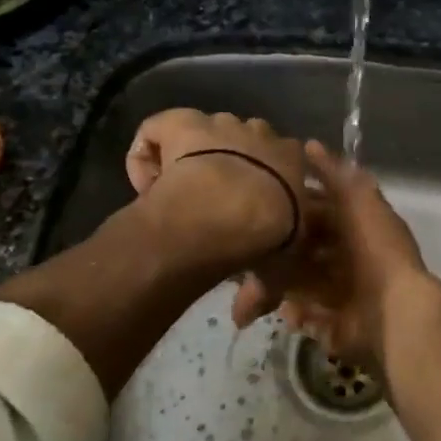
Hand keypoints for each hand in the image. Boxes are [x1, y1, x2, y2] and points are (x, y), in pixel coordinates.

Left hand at [125, 109, 314, 321]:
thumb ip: (263, 291)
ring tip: (180, 191)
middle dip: (232, 162)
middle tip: (216, 200)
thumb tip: (243, 318)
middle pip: (245, 139)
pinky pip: (158, 128)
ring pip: (204, 131)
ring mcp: (218, 124)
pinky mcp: (181, 122)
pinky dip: (149, 150)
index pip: (284, 159)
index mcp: (293, 158)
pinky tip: (147, 180)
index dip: (266, 183)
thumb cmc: (270, 236)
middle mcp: (259, 132)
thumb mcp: (280, 270)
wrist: (233, 209)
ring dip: (193, 155)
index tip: (253, 213)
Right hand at [273, 140, 437, 370]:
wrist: (395, 313)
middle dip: (272, 255)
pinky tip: (290, 312)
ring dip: (273, 288)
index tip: (257, 206)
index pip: (315, 212)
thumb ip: (335, 174)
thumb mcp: (358, 201)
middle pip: (300, 250)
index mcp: (354, 226)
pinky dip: (295, 313)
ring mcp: (341, 292)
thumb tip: (310, 145)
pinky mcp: (336, 325)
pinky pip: (306, 316)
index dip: (289, 208)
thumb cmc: (376, 251)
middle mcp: (347, 257)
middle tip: (242, 262)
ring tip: (251, 298)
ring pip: (296, 284)